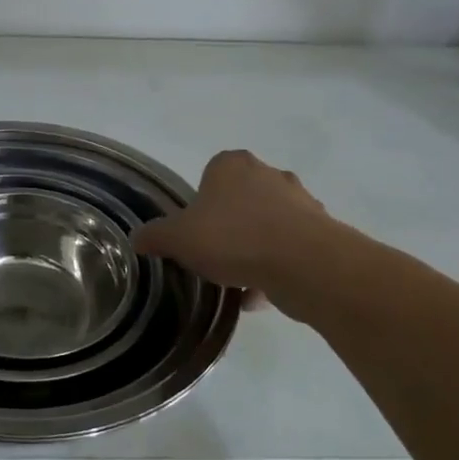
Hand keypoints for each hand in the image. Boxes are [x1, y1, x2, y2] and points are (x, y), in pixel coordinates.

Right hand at [133, 150, 335, 300]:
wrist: (304, 264)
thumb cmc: (233, 238)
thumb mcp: (178, 238)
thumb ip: (155, 236)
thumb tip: (136, 238)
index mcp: (232, 165)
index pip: (209, 176)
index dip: (200, 206)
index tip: (195, 234)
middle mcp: (268, 173)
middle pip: (240, 201)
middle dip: (228, 228)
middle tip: (214, 257)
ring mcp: (300, 201)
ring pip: (266, 226)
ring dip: (253, 251)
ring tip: (238, 282)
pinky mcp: (322, 231)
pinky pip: (289, 249)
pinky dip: (275, 268)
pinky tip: (261, 294)